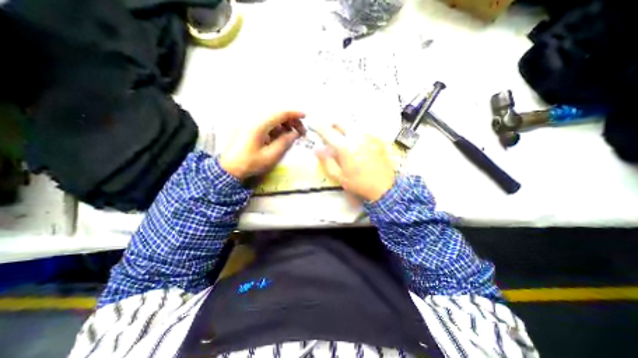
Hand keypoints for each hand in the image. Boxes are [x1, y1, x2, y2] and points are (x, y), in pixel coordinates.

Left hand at [219, 110, 305, 179]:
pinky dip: (275, 128)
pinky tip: (280, 137)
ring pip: (271, 119)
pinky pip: (266, 124)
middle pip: (276, 115)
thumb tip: (295, 134)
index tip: (305, 116)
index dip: (294, 114)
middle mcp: (254, 120)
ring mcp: (250, 124)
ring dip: (284, 125)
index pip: (280, 114)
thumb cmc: (250, 163)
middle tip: (300, 131)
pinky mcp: (248, 128)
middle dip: (290, 121)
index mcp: (259, 126)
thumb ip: (284, 143)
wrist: (229, 169)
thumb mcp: (270, 156)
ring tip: (291, 135)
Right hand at [314, 123, 394, 200]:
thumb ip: (326, 161)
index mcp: (345, 147)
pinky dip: (355, 133)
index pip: (328, 130)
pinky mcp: (377, 139)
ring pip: (352, 125)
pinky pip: (362, 131)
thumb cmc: (359, 183)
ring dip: (343, 127)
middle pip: (340, 121)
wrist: (384, 187)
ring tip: (341, 137)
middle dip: (331, 123)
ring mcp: (368, 137)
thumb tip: (317, 149)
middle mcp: (357, 137)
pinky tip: (356, 143)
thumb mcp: (339, 176)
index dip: (318, 125)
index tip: (314, 123)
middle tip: (328, 131)